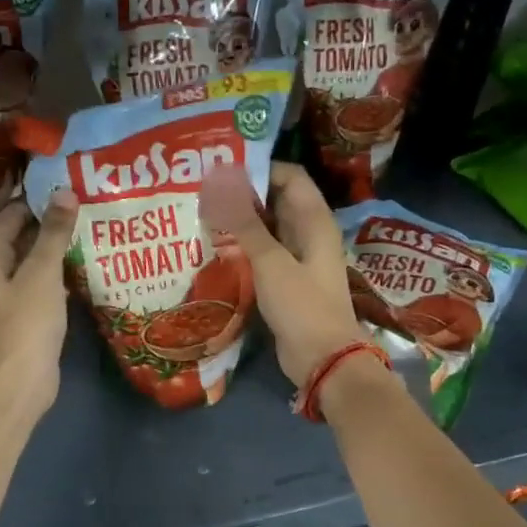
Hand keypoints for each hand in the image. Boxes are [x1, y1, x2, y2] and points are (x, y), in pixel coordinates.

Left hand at [0, 190, 76, 419]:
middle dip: (51, 221)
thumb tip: (65, 192)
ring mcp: (4, 292)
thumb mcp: (42, 272)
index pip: (12, 212)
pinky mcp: (21, 311)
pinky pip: (40, 281)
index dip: (41, 198)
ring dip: (56, 247)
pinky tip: (84, 263)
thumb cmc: (25, 324)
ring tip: (91, 226)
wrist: (18, 384)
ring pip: (32, 259)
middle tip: (88, 203)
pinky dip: (57, 271)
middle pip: (20, 234)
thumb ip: (53, 232)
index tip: (73, 185)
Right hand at [198, 161, 370, 390]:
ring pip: (268, 228)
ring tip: (203, 213)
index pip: (290, 177)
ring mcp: (298, 258)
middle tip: (204, 189)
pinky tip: (215, 246)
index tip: (223, 168)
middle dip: (244, 193)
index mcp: (315, 221)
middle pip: (277, 200)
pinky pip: (264, 253)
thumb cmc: (302, 306)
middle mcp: (308, 234)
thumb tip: (222, 184)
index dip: (260, 168)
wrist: (323, 359)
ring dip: (241, 221)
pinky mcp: (286, 280)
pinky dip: (244, 246)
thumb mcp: (271, 262)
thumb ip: (246, 225)